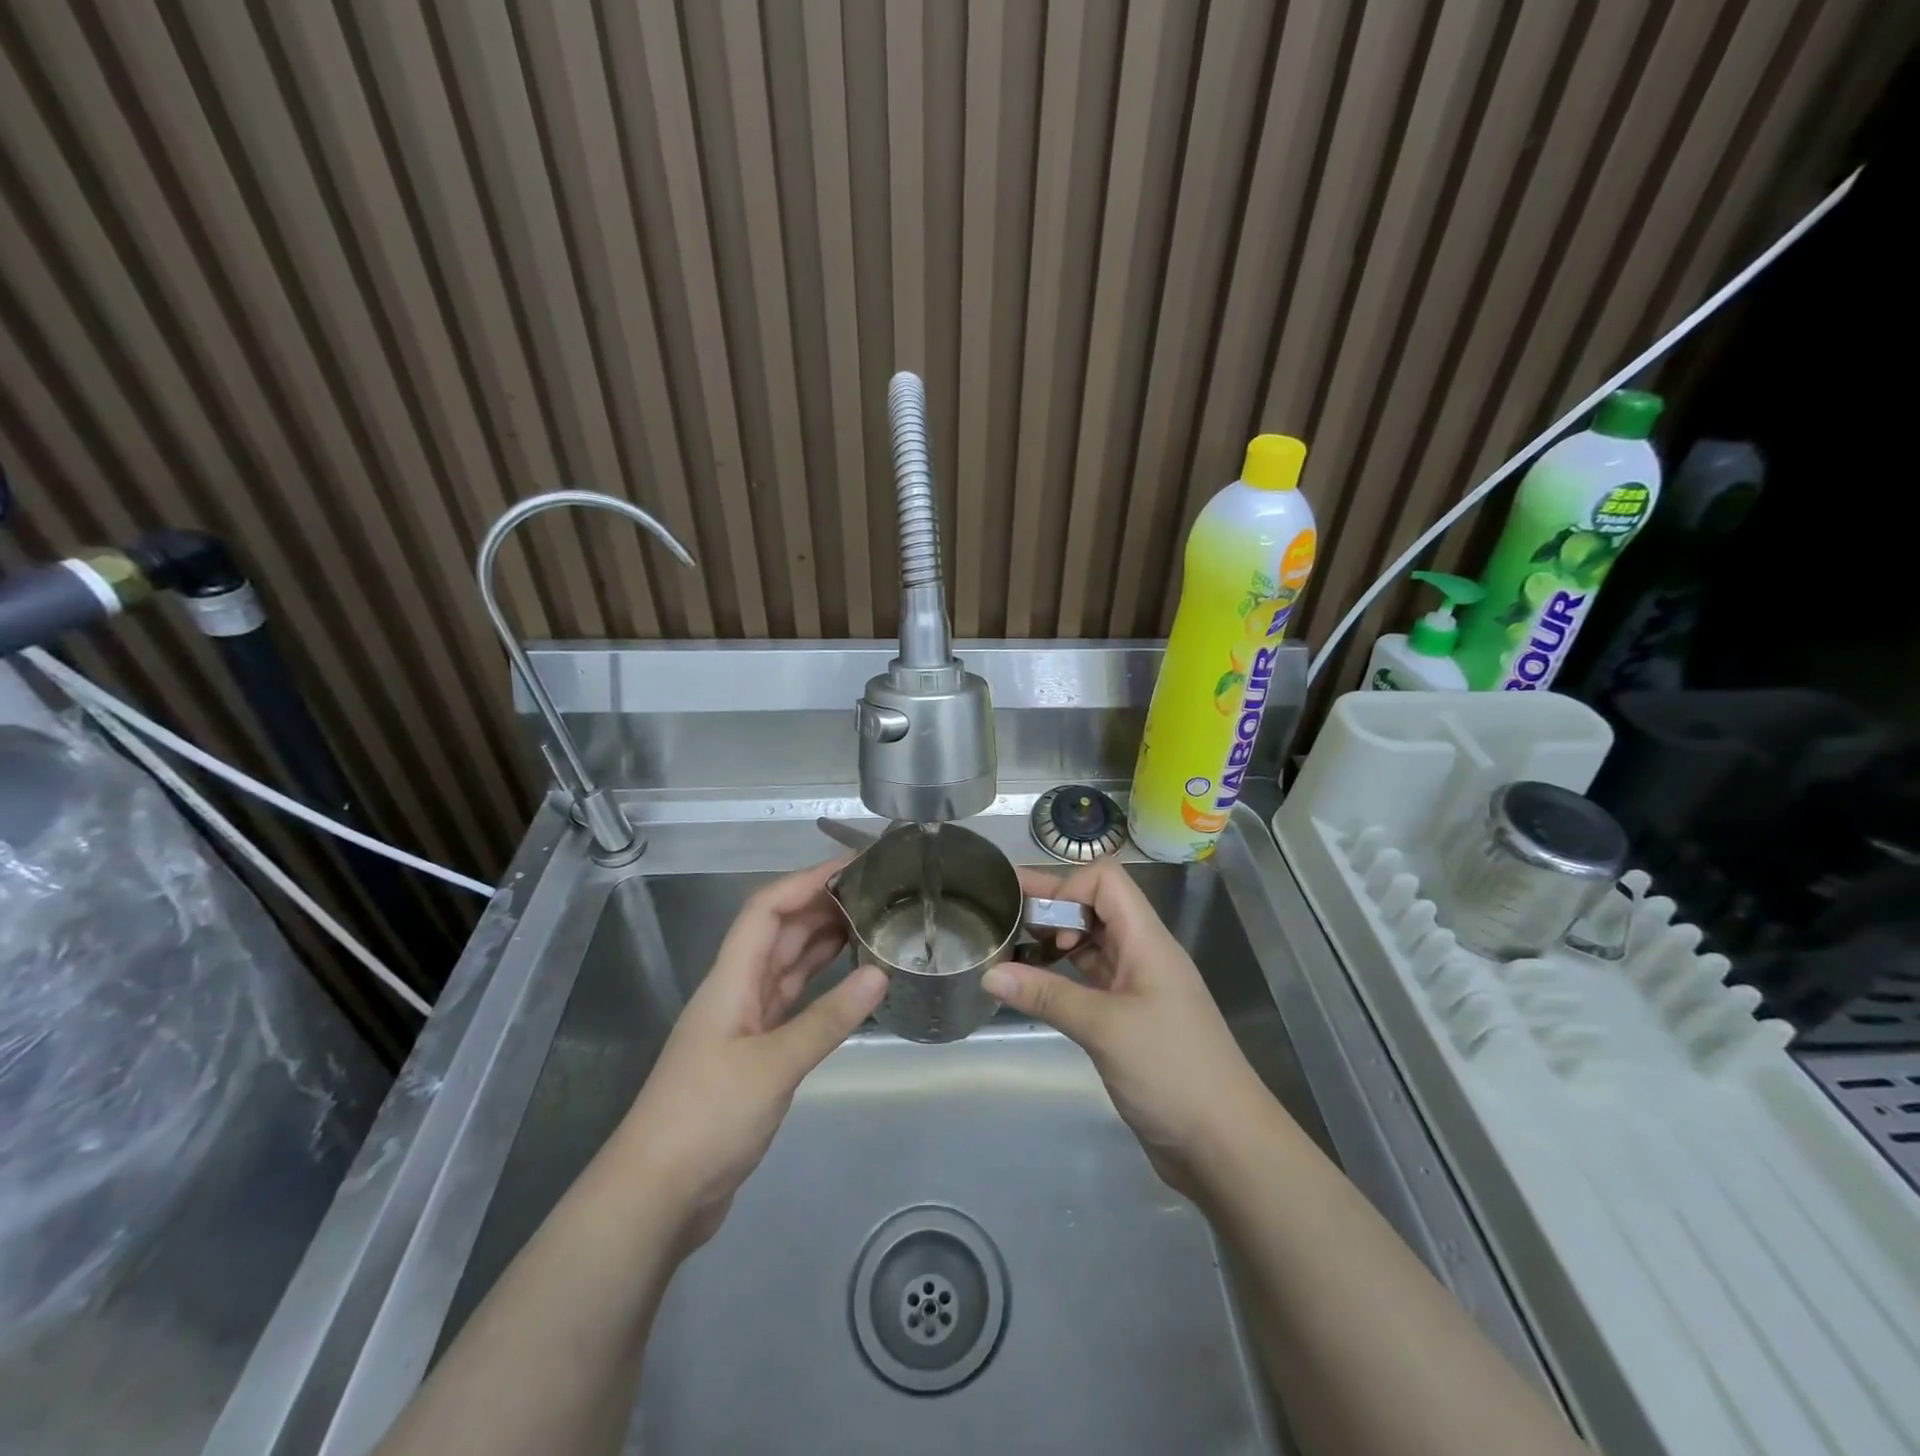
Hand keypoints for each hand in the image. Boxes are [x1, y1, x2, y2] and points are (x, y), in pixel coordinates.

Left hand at [614, 859, 887, 1250]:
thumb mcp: (773, 1066)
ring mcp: (745, 1023)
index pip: (766, 909)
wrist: (656, 1196)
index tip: (852, 867)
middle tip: (875, 894)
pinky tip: (849, 979)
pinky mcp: (755, 1054)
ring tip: (870, 923)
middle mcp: (736, 991)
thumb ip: (829, 1020)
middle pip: (778, 931)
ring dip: (822, 941)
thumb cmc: (706, 1118)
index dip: (806, 881)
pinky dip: (819, 984)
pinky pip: (792, 1001)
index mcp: (730, 980)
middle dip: (821, 905)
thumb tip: (880, 974)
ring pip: (786, 965)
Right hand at [982, 858, 1272, 1194]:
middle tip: (1001, 911)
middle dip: (1050, 905)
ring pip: (1091, 944)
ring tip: (1010, 947)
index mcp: (1146, 940)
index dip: (1067, 886)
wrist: (1225, 1145)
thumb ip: (1046, 996)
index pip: (1106, 881)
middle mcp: (1142, 954)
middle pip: (1095, 907)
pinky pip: (1091, 980)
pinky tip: (1033, 987)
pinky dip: (1061, 976)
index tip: (1035, 918)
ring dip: (1053, 941)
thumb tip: (989, 973)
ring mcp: (1137, 987)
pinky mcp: (1129, 1019)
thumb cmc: (1171, 1071)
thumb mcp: (1104, 1028)